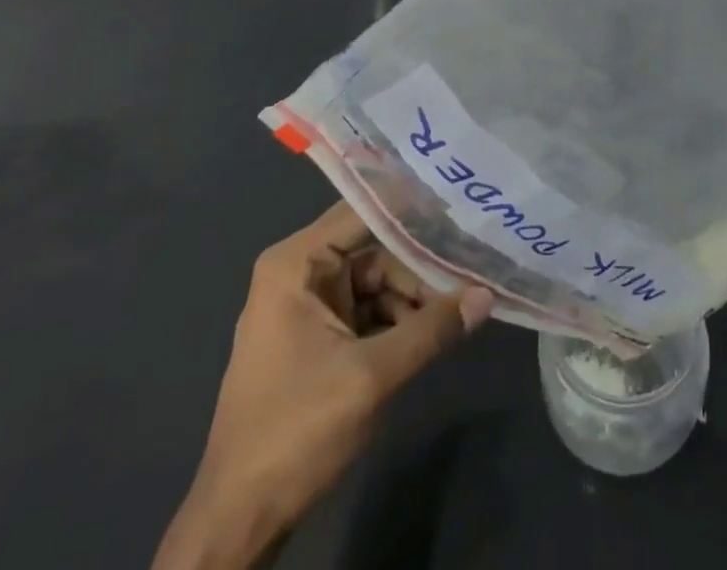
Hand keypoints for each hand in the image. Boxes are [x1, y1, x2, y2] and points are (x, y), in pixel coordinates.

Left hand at [153, 203, 491, 569]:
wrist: (238, 522)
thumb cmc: (295, 433)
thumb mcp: (371, 377)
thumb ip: (431, 330)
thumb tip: (487, 294)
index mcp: (295, 264)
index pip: (364, 211)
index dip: (412, 208)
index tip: (460, 203)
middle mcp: (298, 273)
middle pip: (374, 251)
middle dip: (420, 269)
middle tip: (472, 274)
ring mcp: (306, 307)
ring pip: (375, 283)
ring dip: (413, 300)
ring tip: (459, 313)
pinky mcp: (316, 339)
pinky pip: (366, 312)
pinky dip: (397, 322)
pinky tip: (432, 334)